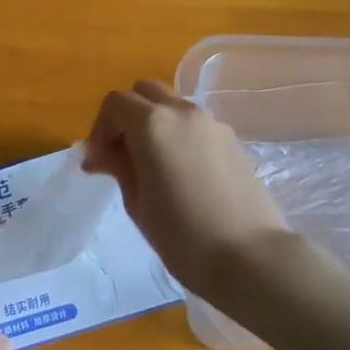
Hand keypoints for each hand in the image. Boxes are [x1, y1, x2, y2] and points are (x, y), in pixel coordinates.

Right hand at [83, 81, 291, 293]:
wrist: (250, 257)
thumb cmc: (182, 235)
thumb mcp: (137, 202)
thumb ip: (118, 166)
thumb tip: (100, 153)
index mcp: (153, 124)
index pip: (115, 103)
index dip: (100, 128)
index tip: (99, 162)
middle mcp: (183, 112)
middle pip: (146, 92)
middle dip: (128, 115)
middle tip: (122, 154)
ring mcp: (213, 124)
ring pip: (174, 106)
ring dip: (156, 124)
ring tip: (153, 166)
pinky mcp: (233, 141)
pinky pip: (196, 125)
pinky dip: (180, 136)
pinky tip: (182, 174)